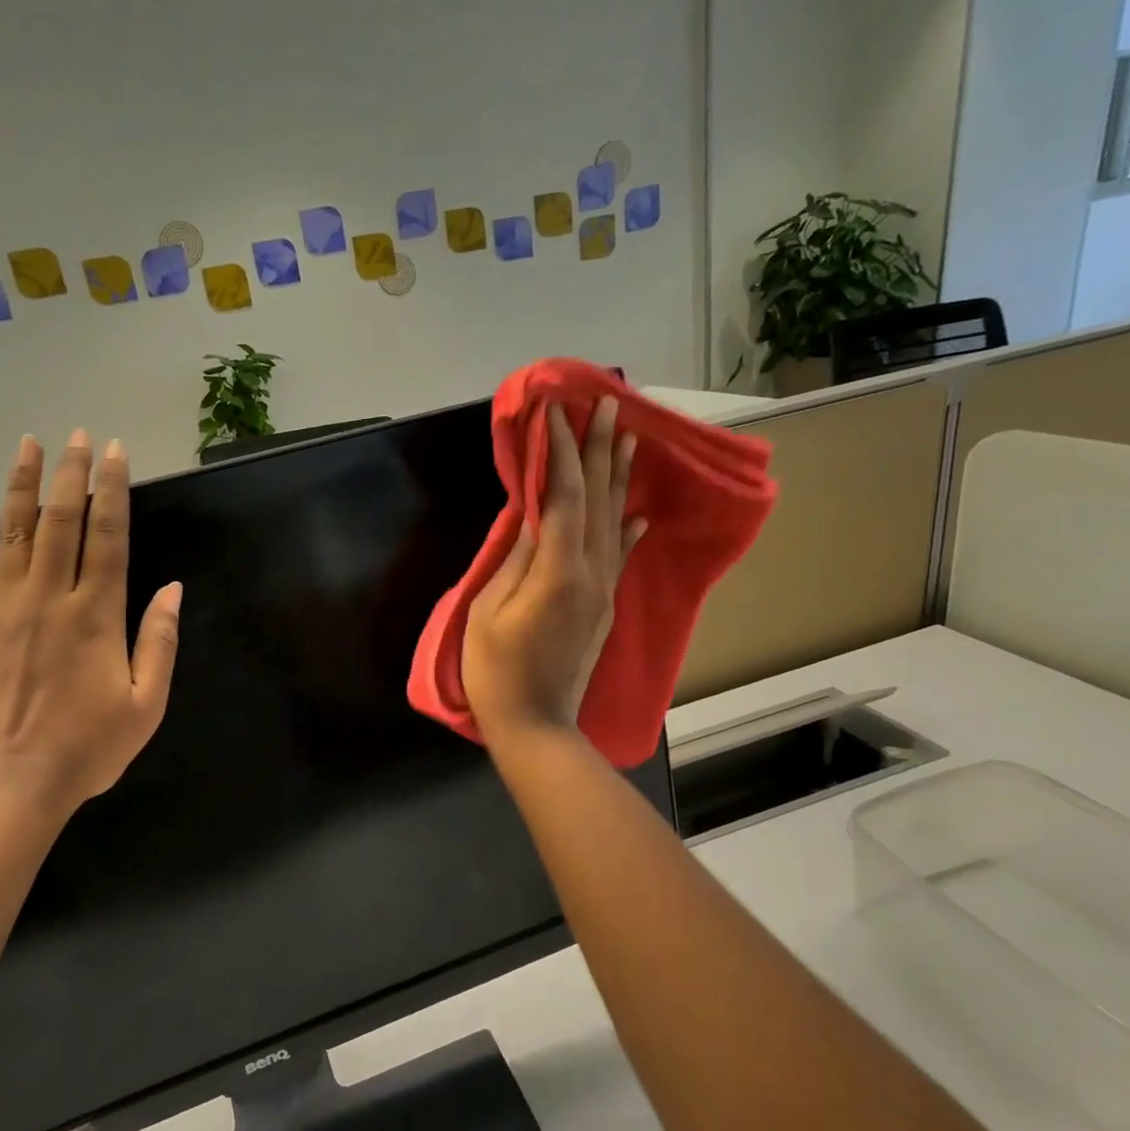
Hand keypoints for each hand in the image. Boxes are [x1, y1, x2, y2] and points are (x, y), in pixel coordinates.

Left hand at [0, 430, 181, 832]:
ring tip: (27, 445)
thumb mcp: (147, 704)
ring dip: (21, 487)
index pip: (109, 537)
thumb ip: (160, 642)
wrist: (10, 789)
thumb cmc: (87, 751)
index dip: (114, 491)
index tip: (116, 453)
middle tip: (78, 436)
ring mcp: (0, 610)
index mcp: (97, 614)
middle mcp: (49, 598)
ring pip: (12, 534)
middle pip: (62, 522)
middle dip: (72, 474)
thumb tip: (174, 588)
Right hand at [463, 396, 643, 741]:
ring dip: (621, 477)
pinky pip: (621, 556)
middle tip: (608, 405)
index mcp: (560, 569)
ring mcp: (604, 590)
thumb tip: (533, 515)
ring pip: (617, 522)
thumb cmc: (497, 670)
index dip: (561, 451)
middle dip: (601, 449)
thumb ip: (516, 558)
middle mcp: (593, 572)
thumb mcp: (491, 610)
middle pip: (600, 499)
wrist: (536, 726)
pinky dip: (630, 528)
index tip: (557, 412)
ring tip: (630, 438)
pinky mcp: (604, 606)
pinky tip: (639, 511)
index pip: (564, 495)